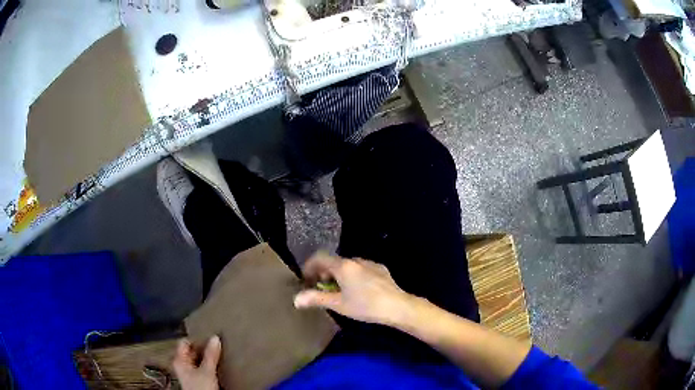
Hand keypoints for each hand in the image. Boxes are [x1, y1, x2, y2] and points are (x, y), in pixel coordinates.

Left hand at [172, 336, 221, 389]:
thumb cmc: (200, 389)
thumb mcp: (207, 370)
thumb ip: (211, 355)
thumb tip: (215, 338)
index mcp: (179, 360)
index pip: (185, 342)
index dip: (196, 338)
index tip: (209, 336)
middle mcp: (182, 365)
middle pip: (192, 351)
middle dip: (203, 348)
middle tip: (215, 344)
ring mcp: (189, 373)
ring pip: (198, 360)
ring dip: (207, 357)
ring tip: (218, 354)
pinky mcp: (197, 379)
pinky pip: (202, 367)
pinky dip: (209, 365)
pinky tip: (216, 365)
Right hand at [294, 253, 413, 325]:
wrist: (397, 306)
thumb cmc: (365, 306)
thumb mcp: (338, 304)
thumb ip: (316, 299)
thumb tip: (296, 299)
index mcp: (343, 266)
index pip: (319, 258)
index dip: (309, 267)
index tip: (306, 280)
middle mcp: (355, 260)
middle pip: (333, 261)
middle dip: (323, 273)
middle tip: (320, 289)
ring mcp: (369, 263)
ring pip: (347, 265)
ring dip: (338, 274)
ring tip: (338, 291)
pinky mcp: (380, 269)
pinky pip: (360, 268)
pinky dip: (352, 275)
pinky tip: (357, 290)